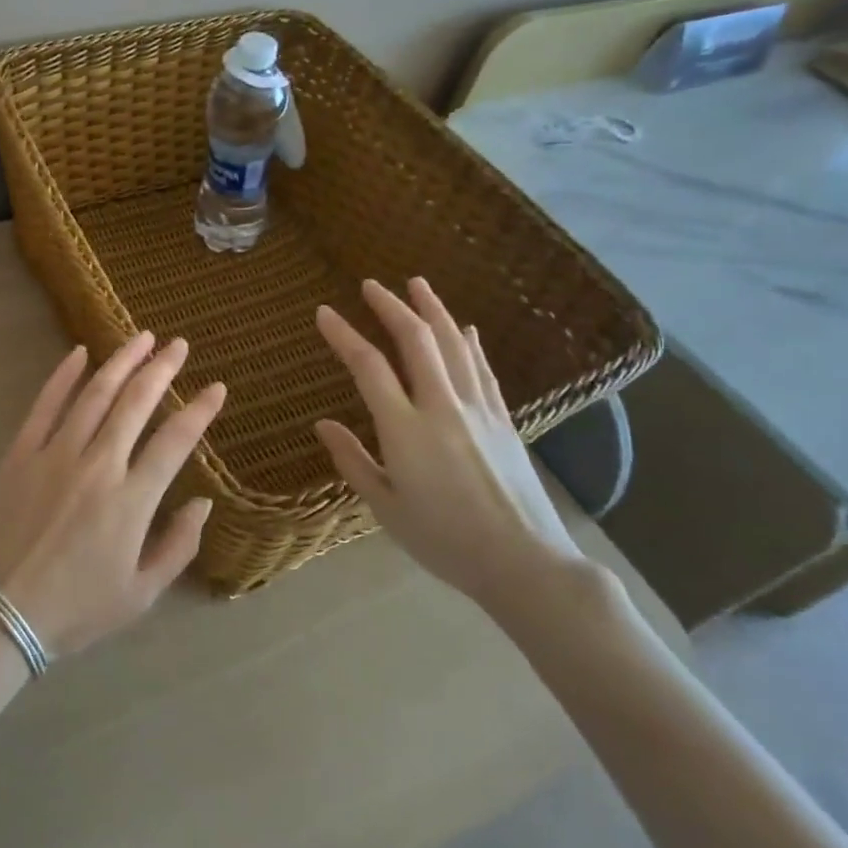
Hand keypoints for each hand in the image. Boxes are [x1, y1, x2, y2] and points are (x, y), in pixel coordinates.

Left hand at [0, 333, 225, 658]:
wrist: (0, 613)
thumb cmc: (77, 608)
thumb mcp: (141, 594)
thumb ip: (179, 546)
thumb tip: (203, 502)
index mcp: (131, 500)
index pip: (175, 441)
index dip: (200, 410)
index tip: (216, 387)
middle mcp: (97, 466)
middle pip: (136, 403)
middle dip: (161, 368)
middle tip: (179, 344)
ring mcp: (55, 454)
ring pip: (94, 394)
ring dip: (121, 362)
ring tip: (141, 338)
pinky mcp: (21, 453)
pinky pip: (45, 405)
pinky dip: (63, 376)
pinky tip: (79, 353)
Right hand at [313, 279, 586, 612]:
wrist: (524, 562)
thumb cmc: (444, 540)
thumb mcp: (386, 508)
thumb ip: (353, 461)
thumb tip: (322, 424)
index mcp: (406, 430)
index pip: (368, 367)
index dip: (344, 335)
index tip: (324, 312)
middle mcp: (442, 407)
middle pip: (416, 340)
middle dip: (391, 306)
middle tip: (371, 285)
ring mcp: (478, 409)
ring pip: (454, 344)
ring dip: (433, 310)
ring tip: (417, 284)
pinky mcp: (503, 420)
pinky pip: (483, 369)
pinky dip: (471, 343)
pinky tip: (466, 328)